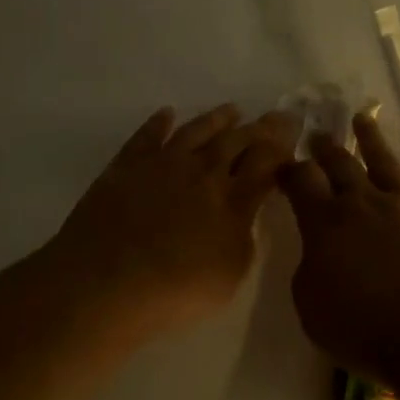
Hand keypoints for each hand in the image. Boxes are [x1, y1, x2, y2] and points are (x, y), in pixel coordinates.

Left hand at [45, 104, 300, 342]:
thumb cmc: (176, 289)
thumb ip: (244, 236)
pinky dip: (159, 123)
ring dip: (217, 119)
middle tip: (275, 115)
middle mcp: (202, 172)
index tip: (294, 131)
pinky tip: (167, 114)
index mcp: (233, 199)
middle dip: (260, 128)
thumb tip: (245, 210)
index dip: (282, 146)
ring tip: (232, 109)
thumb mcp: (231, 273)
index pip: (266, 163)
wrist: (106, 283)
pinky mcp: (126, 166)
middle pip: (237, 141)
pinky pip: (147, 136)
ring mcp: (162, 164)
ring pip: (196, 131)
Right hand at [277, 112, 399, 388]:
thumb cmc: (366, 329)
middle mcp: (362, 203)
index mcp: (325, 224)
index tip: (284, 164)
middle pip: (340, 164)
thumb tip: (319, 251)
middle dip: (325, 148)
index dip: (290, 170)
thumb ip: (309, 270)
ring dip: (369, 138)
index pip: (301, 182)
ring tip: (361, 118)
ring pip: (382, 159)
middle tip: (317, 134)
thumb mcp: (312, 308)